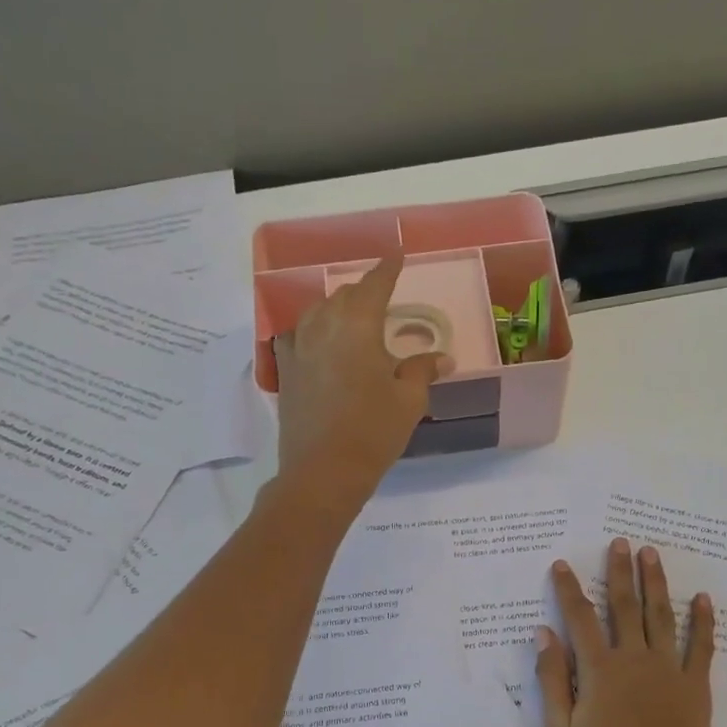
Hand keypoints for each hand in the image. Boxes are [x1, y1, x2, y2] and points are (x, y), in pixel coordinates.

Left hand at [273, 253, 439, 513]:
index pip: (375, 284)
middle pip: (344, 296)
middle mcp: (323, 326)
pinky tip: (320, 345)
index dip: (387, 268)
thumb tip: (441, 357)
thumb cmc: (373, 432)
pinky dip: (313, 332)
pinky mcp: (285, 372)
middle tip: (382, 298)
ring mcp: (298, 348)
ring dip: (337, 309)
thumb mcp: (408, 401)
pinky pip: (298, 337)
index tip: (397, 255)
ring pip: (317, 313)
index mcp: (357, 325)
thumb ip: (422, 371)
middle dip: (364, 292)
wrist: (322, 471)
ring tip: (352, 319)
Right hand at [536, 540, 715, 726]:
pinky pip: (702, 647)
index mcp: (599, 670)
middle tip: (620, 542)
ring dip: (656, 582)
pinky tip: (702, 599)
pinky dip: (703, 621)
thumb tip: (543, 635)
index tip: (562, 564)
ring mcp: (669, 670)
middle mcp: (634, 659)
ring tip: (651, 554)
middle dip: (619, 571)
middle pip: (624, 606)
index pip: (580, 618)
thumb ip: (551, 679)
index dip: (569, 589)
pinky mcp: (696, 687)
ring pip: (661, 616)